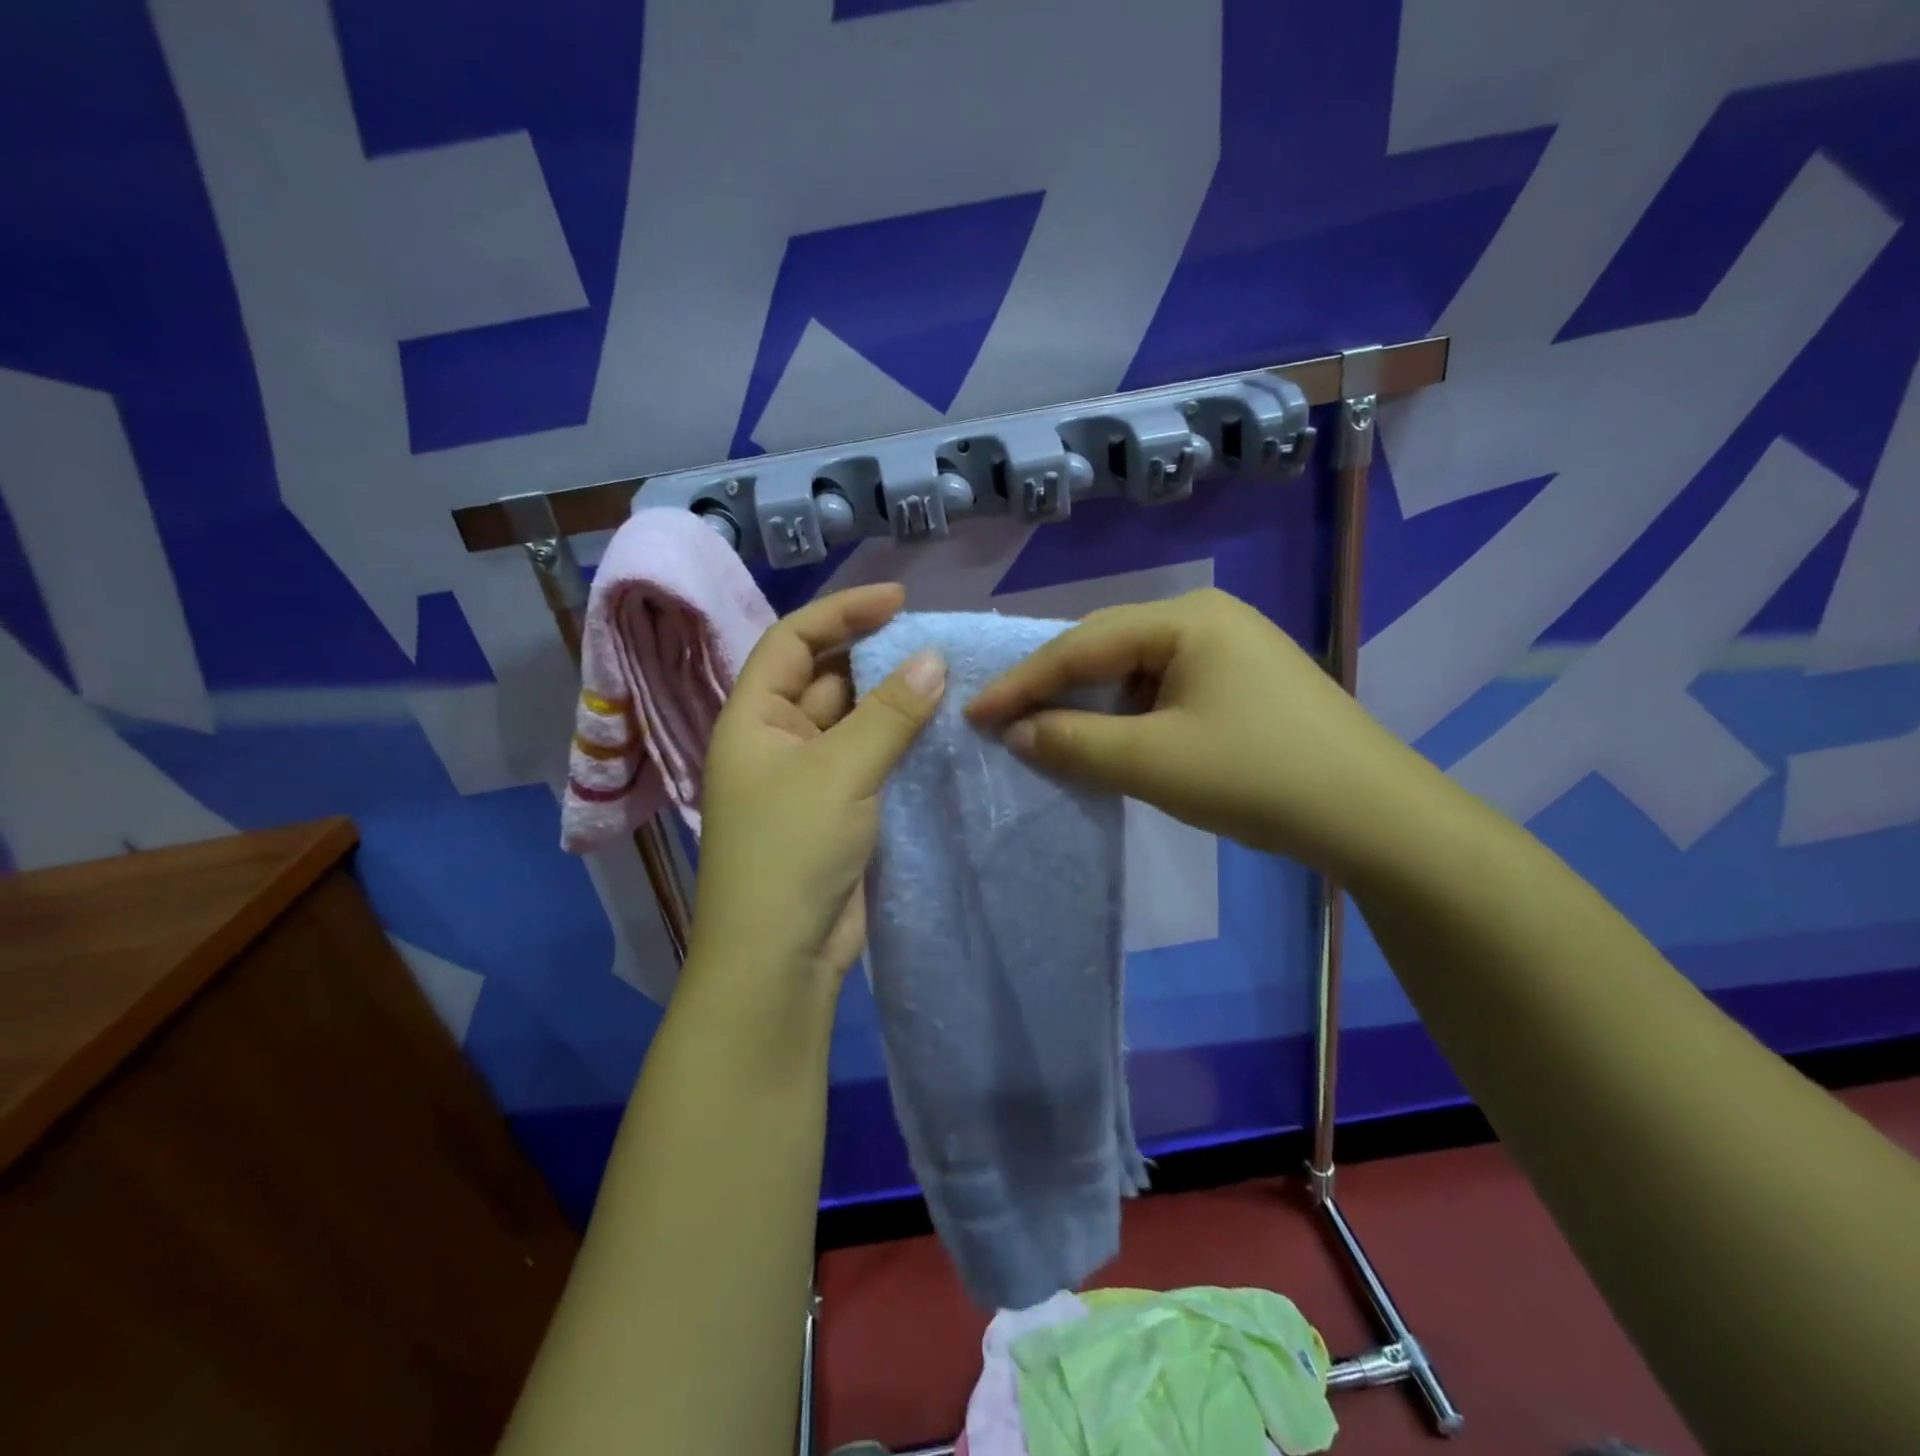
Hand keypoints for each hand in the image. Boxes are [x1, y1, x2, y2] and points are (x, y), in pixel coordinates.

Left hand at [691, 584, 945, 987]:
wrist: (781, 956)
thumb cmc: (791, 851)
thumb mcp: (840, 771)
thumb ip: (889, 714)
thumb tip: (933, 659)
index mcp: (754, 718)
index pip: (793, 641)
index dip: (843, 612)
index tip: (900, 601)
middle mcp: (777, 740)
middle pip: (826, 678)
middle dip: (875, 656)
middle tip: (934, 644)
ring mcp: (808, 777)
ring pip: (854, 721)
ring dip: (893, 702)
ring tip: (947, 681)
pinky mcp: (838, 809)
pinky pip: (870, 759)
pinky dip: (900, 743)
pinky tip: (940, 731)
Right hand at [965, 588, 1444, 883]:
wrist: (1373, 818)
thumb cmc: (1256, 777)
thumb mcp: (1152, 762)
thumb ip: (1073, 741)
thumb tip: (1015, 731)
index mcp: (1186, 618)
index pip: (1081, 645)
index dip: (1022, 682)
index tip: (973, 712)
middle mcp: (1207, 618)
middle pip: (1108, 650)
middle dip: (1055, 689)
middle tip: (1004, 722)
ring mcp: (1230, 649)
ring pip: (1135, 672)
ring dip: (1092, 706)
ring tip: (1050, 736)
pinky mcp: (1243, 683)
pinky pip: (1165, 690)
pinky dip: (1129, 717)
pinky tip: (1113, 741)